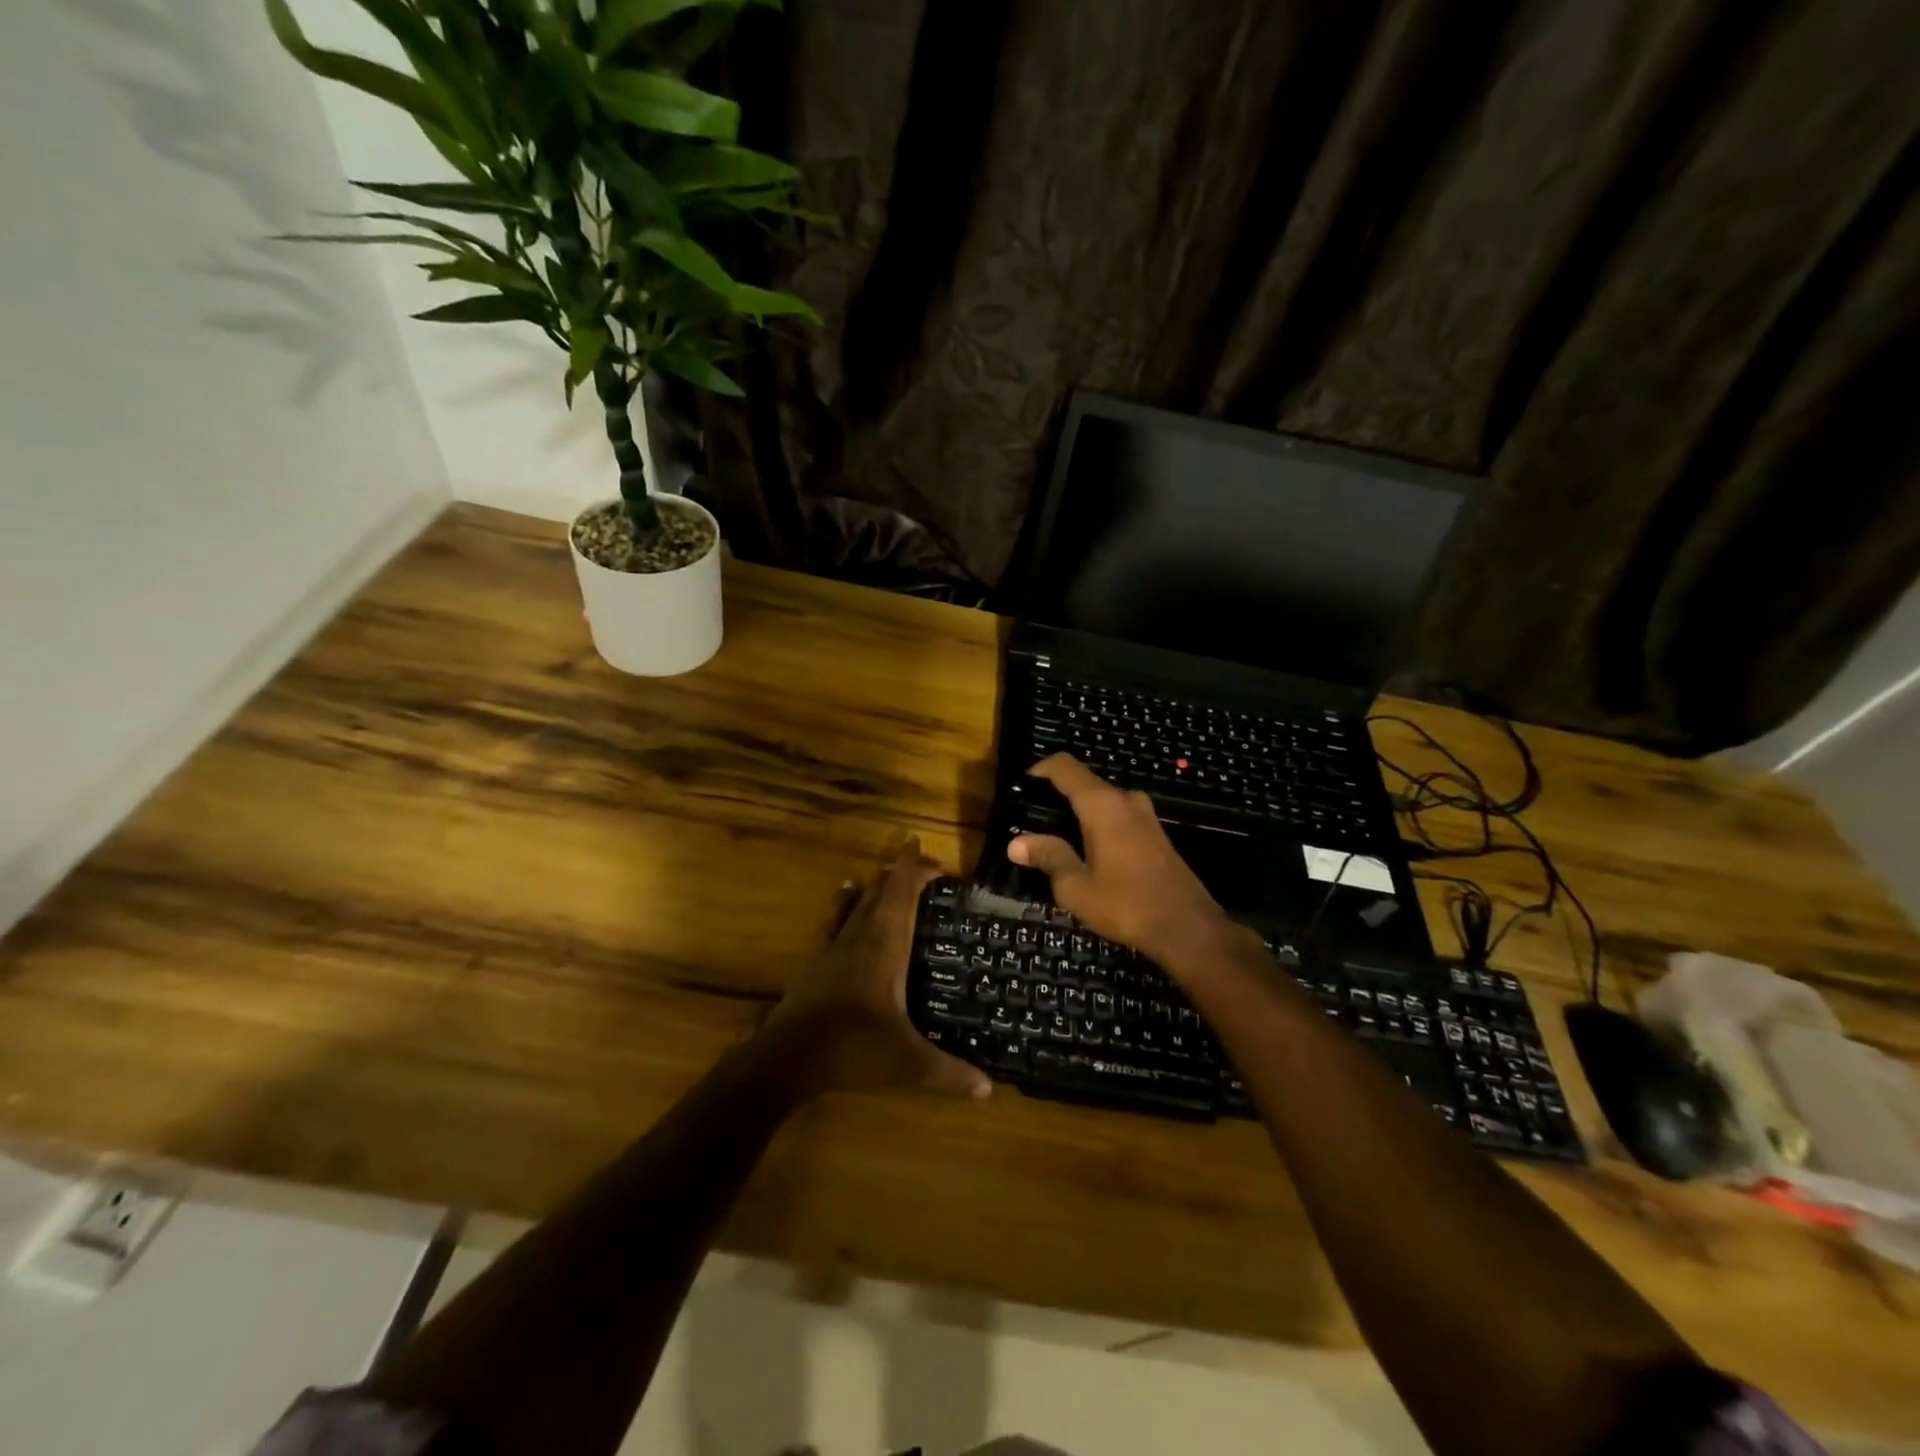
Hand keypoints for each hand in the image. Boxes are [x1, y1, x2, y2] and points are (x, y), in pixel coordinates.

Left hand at [763, 837, 992, 1100]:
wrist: (787, 1058)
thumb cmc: (852, 1049)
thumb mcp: (907, 1064)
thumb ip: (949, 1073)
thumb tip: (989, 1089)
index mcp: (885, 947)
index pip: (902, 894)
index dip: (915, 868)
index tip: (930, 853)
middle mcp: (860, 937)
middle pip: (882, 891)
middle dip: (902, 872)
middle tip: (924, 864)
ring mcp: (833, 947)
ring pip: (858, 902)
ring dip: (876, 884)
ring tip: (888, 871)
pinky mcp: (816, 961)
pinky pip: (834, 919)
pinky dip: (845, 902)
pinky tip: (845, 893)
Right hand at [1008, 755, 1252, 973]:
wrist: (1188, 929)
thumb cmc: (1127, 905)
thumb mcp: (1076, 887)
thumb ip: (1048, 857)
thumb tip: (1017, 843)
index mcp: (1103, 805)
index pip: (1065, 767)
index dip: (1039, 770)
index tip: (1020, 788)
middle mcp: (1126, 801)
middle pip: (1084, 784)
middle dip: (1056, 797)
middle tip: (1032, 823)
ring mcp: (1146, 817)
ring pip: (1104, 802)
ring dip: (1079, 814)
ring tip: (1056, 840)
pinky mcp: (1157, 836)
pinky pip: (1119, 818)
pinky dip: (1098, 826)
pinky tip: (1087, 854)